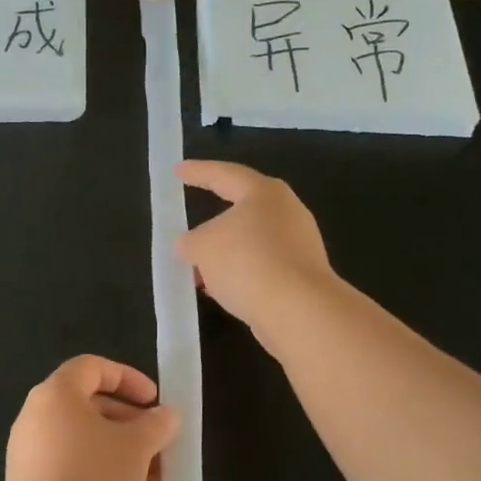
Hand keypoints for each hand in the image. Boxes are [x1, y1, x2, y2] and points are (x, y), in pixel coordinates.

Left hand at [3, 356, 179, 480]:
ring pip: (83, 441)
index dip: (127, 377)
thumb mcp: (137, 447)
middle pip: (88, 405)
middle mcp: (35, 417)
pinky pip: (71, 466)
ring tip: (156, 477)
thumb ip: (156, 425)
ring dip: (121, 452)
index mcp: (55, 394)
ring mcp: (29, 453)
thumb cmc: (95, 479)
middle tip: (159, 441)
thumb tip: (166, 415)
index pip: (91, 367)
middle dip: (130, 422)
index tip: (154, 401)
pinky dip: (101, 471)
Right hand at [174, 161, 334, 343]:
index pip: (225, 175)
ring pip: (250, 243)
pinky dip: (239, 275)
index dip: (198, 172)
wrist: (298, 310)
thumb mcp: (202, 247)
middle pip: (242, 211)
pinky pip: (261, 267)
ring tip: (197, 271)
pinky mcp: (302, 276)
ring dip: (224, 256)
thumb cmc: (247, 261)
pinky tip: (221, 290)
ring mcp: (299, 245)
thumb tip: (189, 246)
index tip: (178, 171)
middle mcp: (287, 212)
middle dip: (213, 225)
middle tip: (189, 230)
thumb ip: (189, 242)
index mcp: (264, 193)